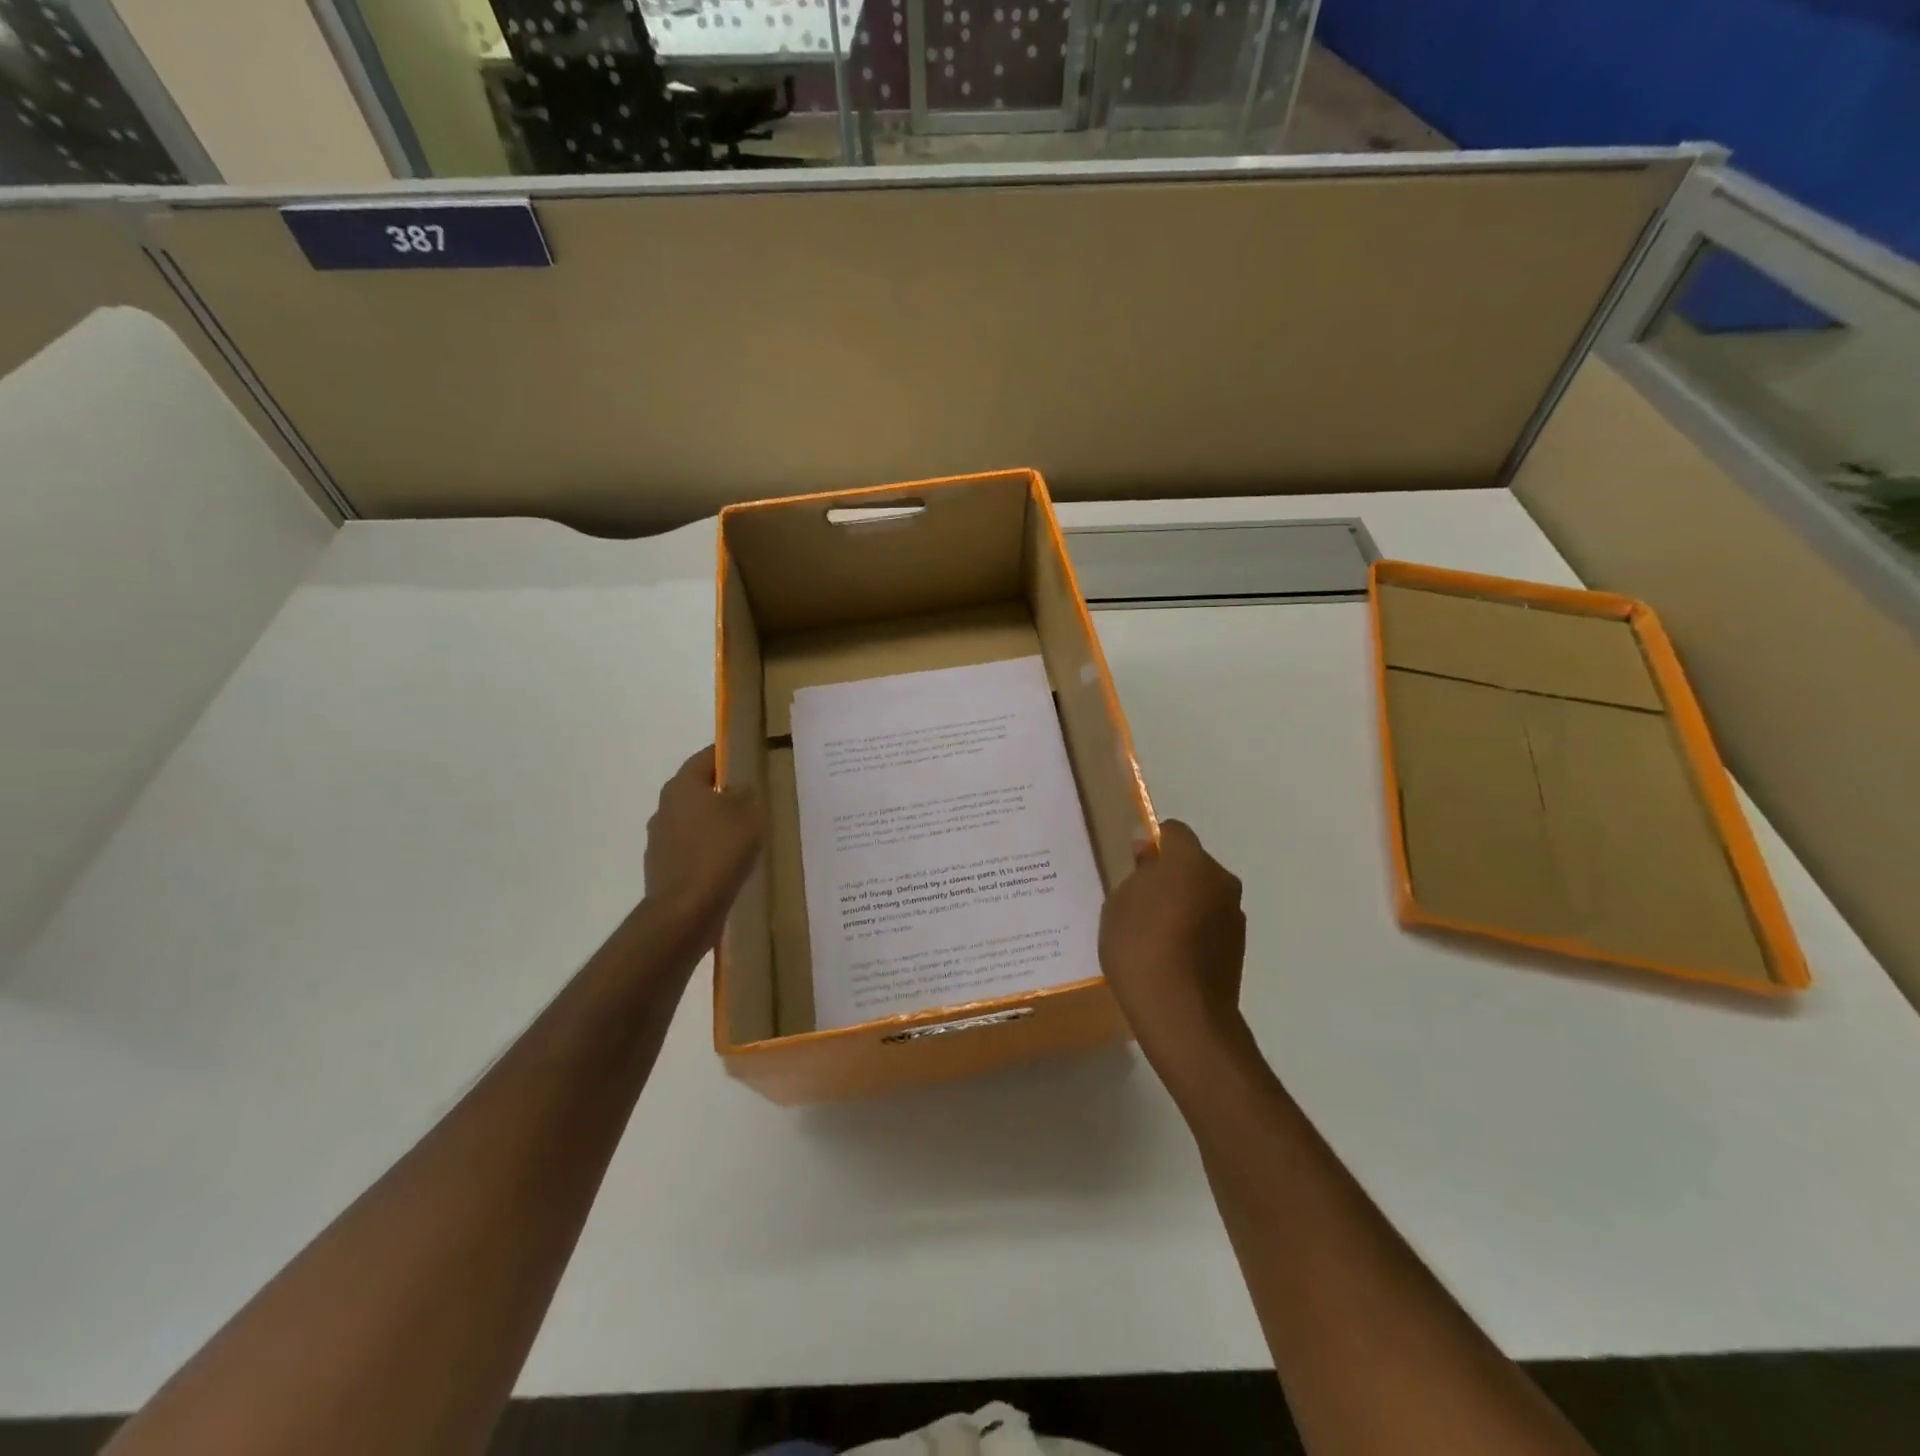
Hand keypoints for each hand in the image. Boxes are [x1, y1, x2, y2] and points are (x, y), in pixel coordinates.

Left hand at [643, 746, 764, 946]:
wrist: (686, 909)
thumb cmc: (720, 850)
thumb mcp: (748, 813)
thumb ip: (746, 792)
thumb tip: (739, 788)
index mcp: (682, 786)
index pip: (706, 757)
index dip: (728, 755)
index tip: (749, 759)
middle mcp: (665, 807)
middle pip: (698, 789)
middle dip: (722, 792)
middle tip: (752, 799)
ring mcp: (660, 839)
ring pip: (693, 820)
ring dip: (714, 823)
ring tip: (743, 835)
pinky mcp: (663, 867)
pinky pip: (691, 849)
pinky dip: (707, 850)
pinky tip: (727, 863)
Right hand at [1099, 820, 1246, 1070]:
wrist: (1182, 1014)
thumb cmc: (1139, 948)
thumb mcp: (1120, 904)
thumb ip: (1138, 873)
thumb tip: (1150, 853)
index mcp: (1190, 861)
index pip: (1174, 831)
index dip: (1154, 843)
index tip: (1135, 866)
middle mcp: (1220, 879)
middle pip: (1192, 863)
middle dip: (1171, 874)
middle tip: (1140, 901)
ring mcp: (1234, 914)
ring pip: (1203, 894)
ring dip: (1185, 902)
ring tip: (1155, 933)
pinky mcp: (1238, 945)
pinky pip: (1211, 922)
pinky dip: (1195, 929)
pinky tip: (1172, 954)